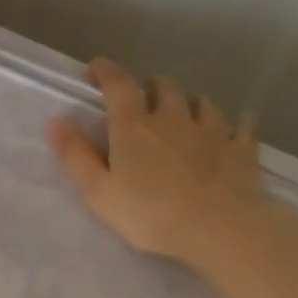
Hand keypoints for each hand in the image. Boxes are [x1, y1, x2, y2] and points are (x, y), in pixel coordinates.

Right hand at [47, 57, 278, 265]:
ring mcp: (213, 131)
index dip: (106, 72)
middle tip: (145, 98)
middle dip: (151, 87)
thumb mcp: (98, 191)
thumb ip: (75, 155)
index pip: (118, 85)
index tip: (96, 67)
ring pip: (202, 102)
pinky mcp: (242, 150)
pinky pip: (242, 126)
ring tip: (186, 111)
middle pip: (164, 88)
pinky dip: (236, 123)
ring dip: (190, 102)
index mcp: (134, 126)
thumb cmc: (149, 213)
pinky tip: (236, 127)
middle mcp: (173, 118)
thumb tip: (55, 121)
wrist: (219, 229)